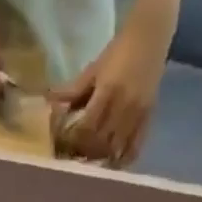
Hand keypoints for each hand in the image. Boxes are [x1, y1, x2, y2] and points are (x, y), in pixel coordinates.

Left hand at [48, 6, 174, 166]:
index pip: (87, 126)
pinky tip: (112, 164)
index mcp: (108, 91)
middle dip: (85, 151)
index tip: (64, 143)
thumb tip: (51, 101)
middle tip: (74, 155)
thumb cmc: (119, 51)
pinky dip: (122, 160)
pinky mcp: (147, 120)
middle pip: (100, 141)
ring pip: (116, 148)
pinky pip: (135, 149)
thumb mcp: (94, 68)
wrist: (150, 38)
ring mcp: (137, 115)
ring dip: (101, 158)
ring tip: (90, 160)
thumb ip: (75, 89)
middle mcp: (123, 107)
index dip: (74, 139)